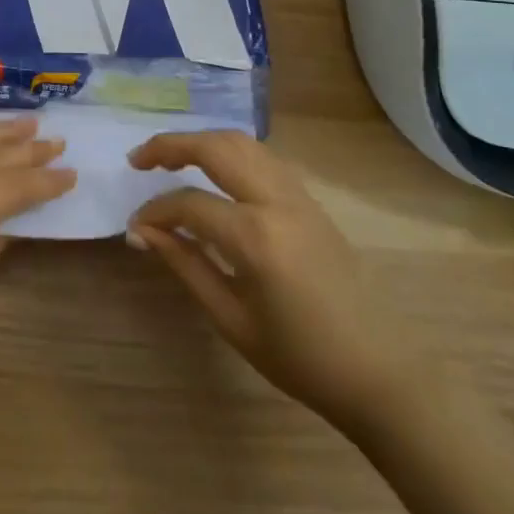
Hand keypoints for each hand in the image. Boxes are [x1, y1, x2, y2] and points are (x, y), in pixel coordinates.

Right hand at [126, 131, 415, 429]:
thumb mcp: (231, 319)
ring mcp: (298, 194)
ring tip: (171, 157)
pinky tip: (215, 169)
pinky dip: (230, 150)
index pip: (189, 203)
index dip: (155, 211)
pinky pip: (263, 156)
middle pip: (215, 148)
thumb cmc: (300, 358)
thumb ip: (184, 265)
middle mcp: (276, 200)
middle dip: (170, 146)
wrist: (379, 372)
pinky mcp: (310, 199)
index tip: (135, 226)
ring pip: (241, 142)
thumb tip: (141, 231)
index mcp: (256, 236)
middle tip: (139, 159)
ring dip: (202, 141)